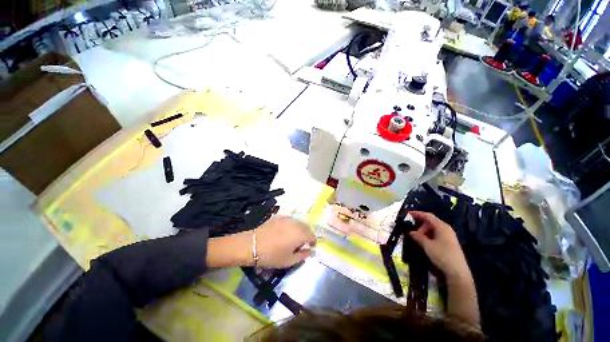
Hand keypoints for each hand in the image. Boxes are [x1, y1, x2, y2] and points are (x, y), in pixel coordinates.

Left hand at [254, 216, 316, 267]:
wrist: (253, 244)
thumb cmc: (272, 255)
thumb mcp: (289, 260)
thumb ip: (302, 255)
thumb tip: (309, 251)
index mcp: (300, 234)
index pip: (312, 236)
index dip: (313, 241)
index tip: (311, 246)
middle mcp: (296, 223)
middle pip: (306, 227)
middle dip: (307, 234)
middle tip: (302, 243)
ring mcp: (287, 218)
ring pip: (299, 222)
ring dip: (300, 229)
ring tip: (294, 237)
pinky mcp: (280, 217)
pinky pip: (290, 220)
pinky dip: (292, 225)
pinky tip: (286, 231)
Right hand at [408, 211, 469, 278]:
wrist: (458, 272)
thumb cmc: (442, 256)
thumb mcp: (427, 245)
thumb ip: (418, 236)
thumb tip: (410, 231)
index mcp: (442, 226)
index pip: (428, 216)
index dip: (417, 214)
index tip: (407, 214)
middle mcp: (446, 229)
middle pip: (430, 222)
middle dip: (420, 225)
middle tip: (411, 231)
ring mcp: (449, 236)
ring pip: (433, 229)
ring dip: (424, 231)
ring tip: (417, 238)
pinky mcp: (449, 243)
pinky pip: (436, 234)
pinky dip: (428, 235)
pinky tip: (424, 241)